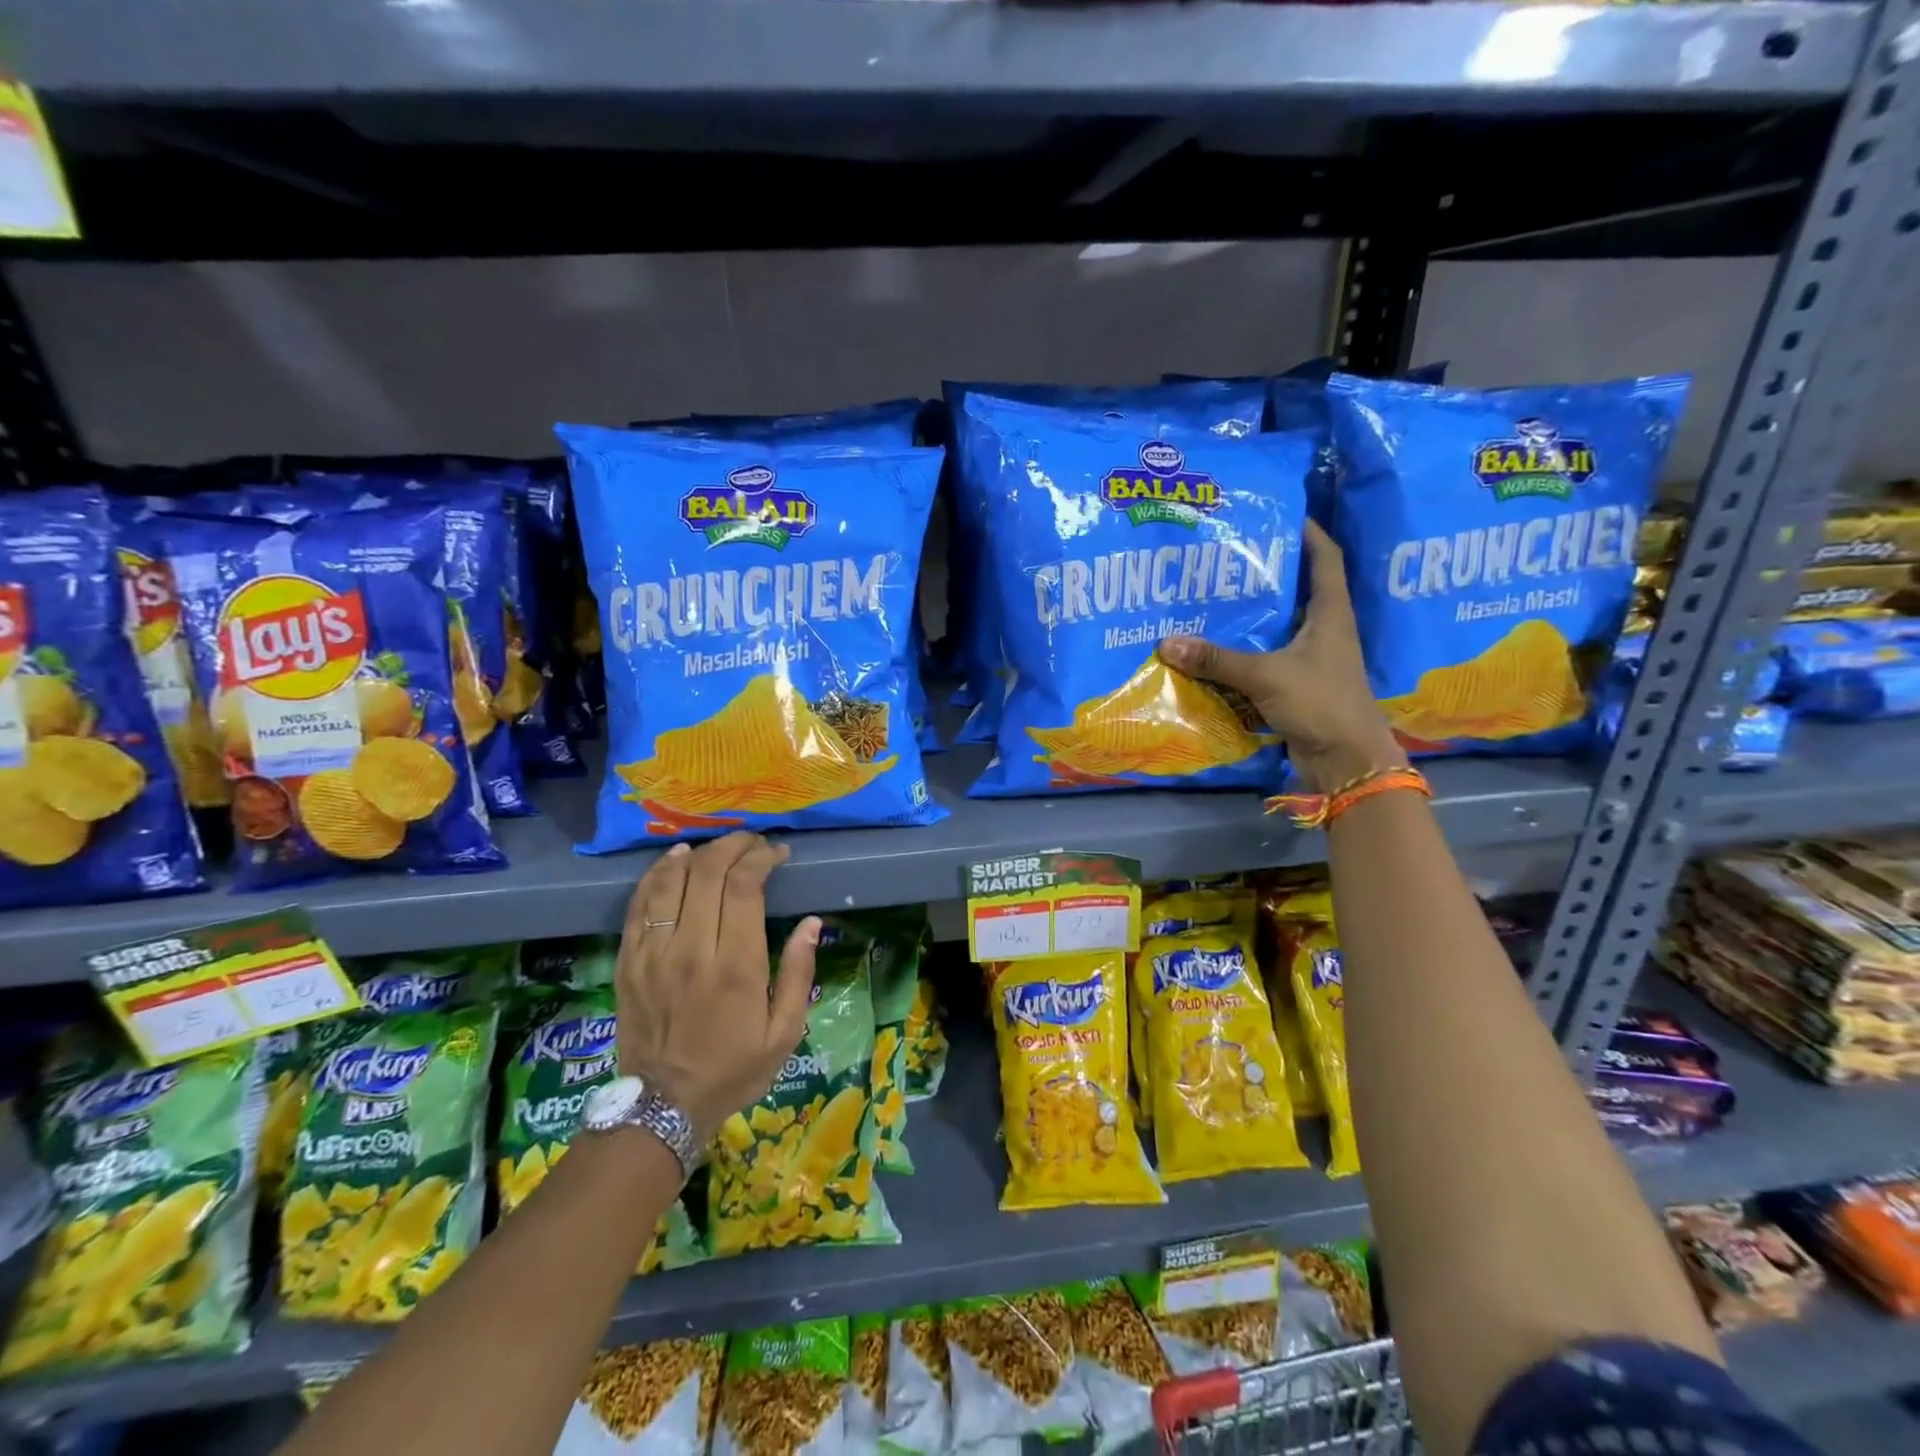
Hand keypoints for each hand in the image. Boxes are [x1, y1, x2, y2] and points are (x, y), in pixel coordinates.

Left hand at [614, 833, 818, 1146]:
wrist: (662, 1107)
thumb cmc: (733, 1069)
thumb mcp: (785, 1032)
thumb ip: (799, 974)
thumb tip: (813, 924)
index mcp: (735, 966)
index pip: (744, 887)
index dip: (761, 858)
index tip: (777, 853)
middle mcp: (691, 950)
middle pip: (707, 873)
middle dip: (733, 846)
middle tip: (752, 843)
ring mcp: (653, 954)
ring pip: (670, 880)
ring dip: (695, 854)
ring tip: (715, 847)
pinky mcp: (627, 961)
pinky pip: (639, 905)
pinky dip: (656, 875)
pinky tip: (673, 861)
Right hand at [1158, 520, 1404, 792]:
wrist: (1346, 760)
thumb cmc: (1320, 703)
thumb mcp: (1265, 675)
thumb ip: (1217, 660)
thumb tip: (1166, 643)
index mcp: (1330, 613)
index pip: (1325, 558)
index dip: (1308, 532)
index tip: (1278, 513)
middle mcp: (1324, 629)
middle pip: (1297, 588)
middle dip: (1267, 571)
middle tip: (1227, 556)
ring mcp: (1312, 658)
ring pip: (1280, 625)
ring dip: (1253, 613)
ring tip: (1215, 596)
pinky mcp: (1297, 683)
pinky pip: (1267, 657)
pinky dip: (1245, 650)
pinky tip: (1216, 647)